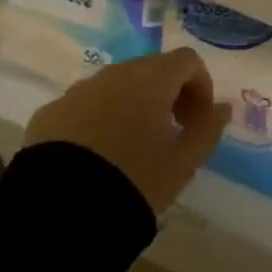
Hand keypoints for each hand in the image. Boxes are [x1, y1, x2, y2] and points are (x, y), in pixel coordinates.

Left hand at [24, 49, 228, 213]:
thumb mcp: (183, 162)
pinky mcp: (49, 113)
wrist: (59, 211)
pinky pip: (84, 106)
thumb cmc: (134, 180)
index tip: (198, 120)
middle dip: (167, 93)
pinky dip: (98, 119)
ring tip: (131, 146)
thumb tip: (222, 108)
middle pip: (150, 69)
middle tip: (171, 131)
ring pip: (115, 86)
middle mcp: (114, 74)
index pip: (187, 61)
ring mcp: (78, 91)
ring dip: (131, 104)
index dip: (200, 86)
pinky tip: (96, 156)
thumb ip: (208, 129)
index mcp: (152, 79)